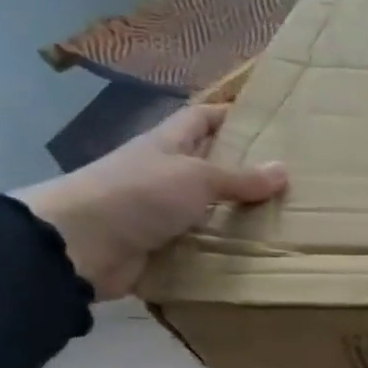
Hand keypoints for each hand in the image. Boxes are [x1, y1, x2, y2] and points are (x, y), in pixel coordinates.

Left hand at [14, 105, 286, 299]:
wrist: (79, 244)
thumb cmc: (137, 194)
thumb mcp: (195, 177)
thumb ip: (239, 177)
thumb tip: (283, 169)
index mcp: (167, 145)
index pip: (200, 118)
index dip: (228, 113)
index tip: (265, 118)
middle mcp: (164, 174)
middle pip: (208, 165)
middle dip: (243, 169)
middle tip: (289, 178)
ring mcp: (160, 211)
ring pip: (208, 208)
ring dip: (238, 215)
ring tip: (283, 221)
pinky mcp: (160, 246)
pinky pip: (201, 244)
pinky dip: (224, 249)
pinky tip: (254, 254)